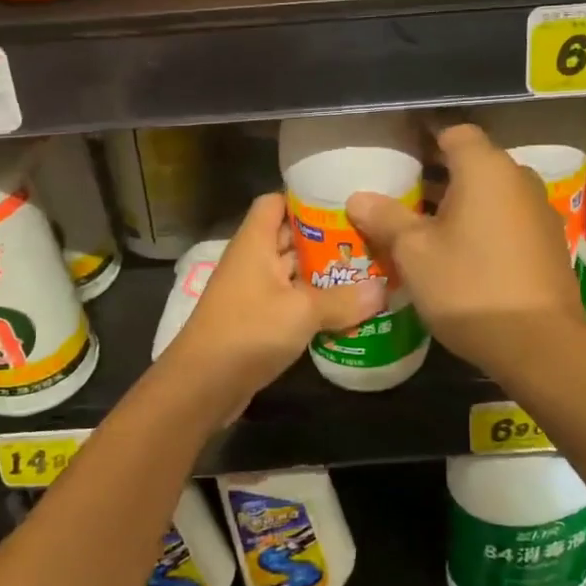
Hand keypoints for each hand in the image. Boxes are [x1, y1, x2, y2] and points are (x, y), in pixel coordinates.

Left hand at [162, 194, 385, 401]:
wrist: (202, 386)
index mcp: (255, 243)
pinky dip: (314, 303)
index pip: (275, 202)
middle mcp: (253, 261)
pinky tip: (347, 310)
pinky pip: (291, 301)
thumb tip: (383, 290)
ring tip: (367, 272)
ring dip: (323, 274)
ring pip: (293, 272)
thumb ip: (343, 300)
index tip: (343, 203)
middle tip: (369, 239)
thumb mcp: (302, 312)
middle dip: (326, 238)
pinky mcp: (257, 321)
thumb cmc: (248, 332)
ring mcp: (253, 292)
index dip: (305, 198)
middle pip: (290, 237)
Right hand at [347, 124, 585, 375]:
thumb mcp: (415, 254)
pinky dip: (484, 224)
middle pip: (474, 162)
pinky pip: (509, 218)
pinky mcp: (549, 243)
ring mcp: (540, 211)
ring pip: (492, 193)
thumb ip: (386, 219)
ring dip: (462, 202)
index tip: (399, 156)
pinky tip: (462, 254)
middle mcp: (519, 179)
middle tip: (402, 196)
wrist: (540, 345)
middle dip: (438, 175)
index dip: (425, 139)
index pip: (454, 132)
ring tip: (425, 228)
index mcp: (486, 169)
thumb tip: (358, 197)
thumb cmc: (469, 287)